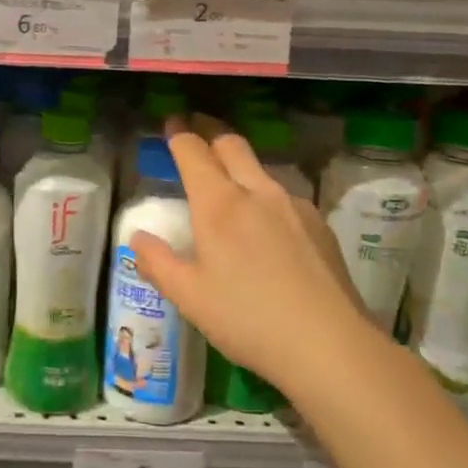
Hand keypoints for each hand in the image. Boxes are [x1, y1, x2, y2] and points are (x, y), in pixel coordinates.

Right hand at [130, 117, 376, 399]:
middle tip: (196, 130)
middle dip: (210, 131)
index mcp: (219, 205)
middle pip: (232, 145)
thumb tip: (138, 238)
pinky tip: (266, 228)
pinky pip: (284, 197)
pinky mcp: (320, 225)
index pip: (194, 152)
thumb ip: (157, 263)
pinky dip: (264, 196)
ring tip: (228, 186)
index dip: (179, 134)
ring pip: (261, 170)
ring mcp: (294, 206)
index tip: (171, 123)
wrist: (329, 344)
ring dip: (240, 166)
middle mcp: (258, 192)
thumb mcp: (189, 297)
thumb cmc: (247, 319)